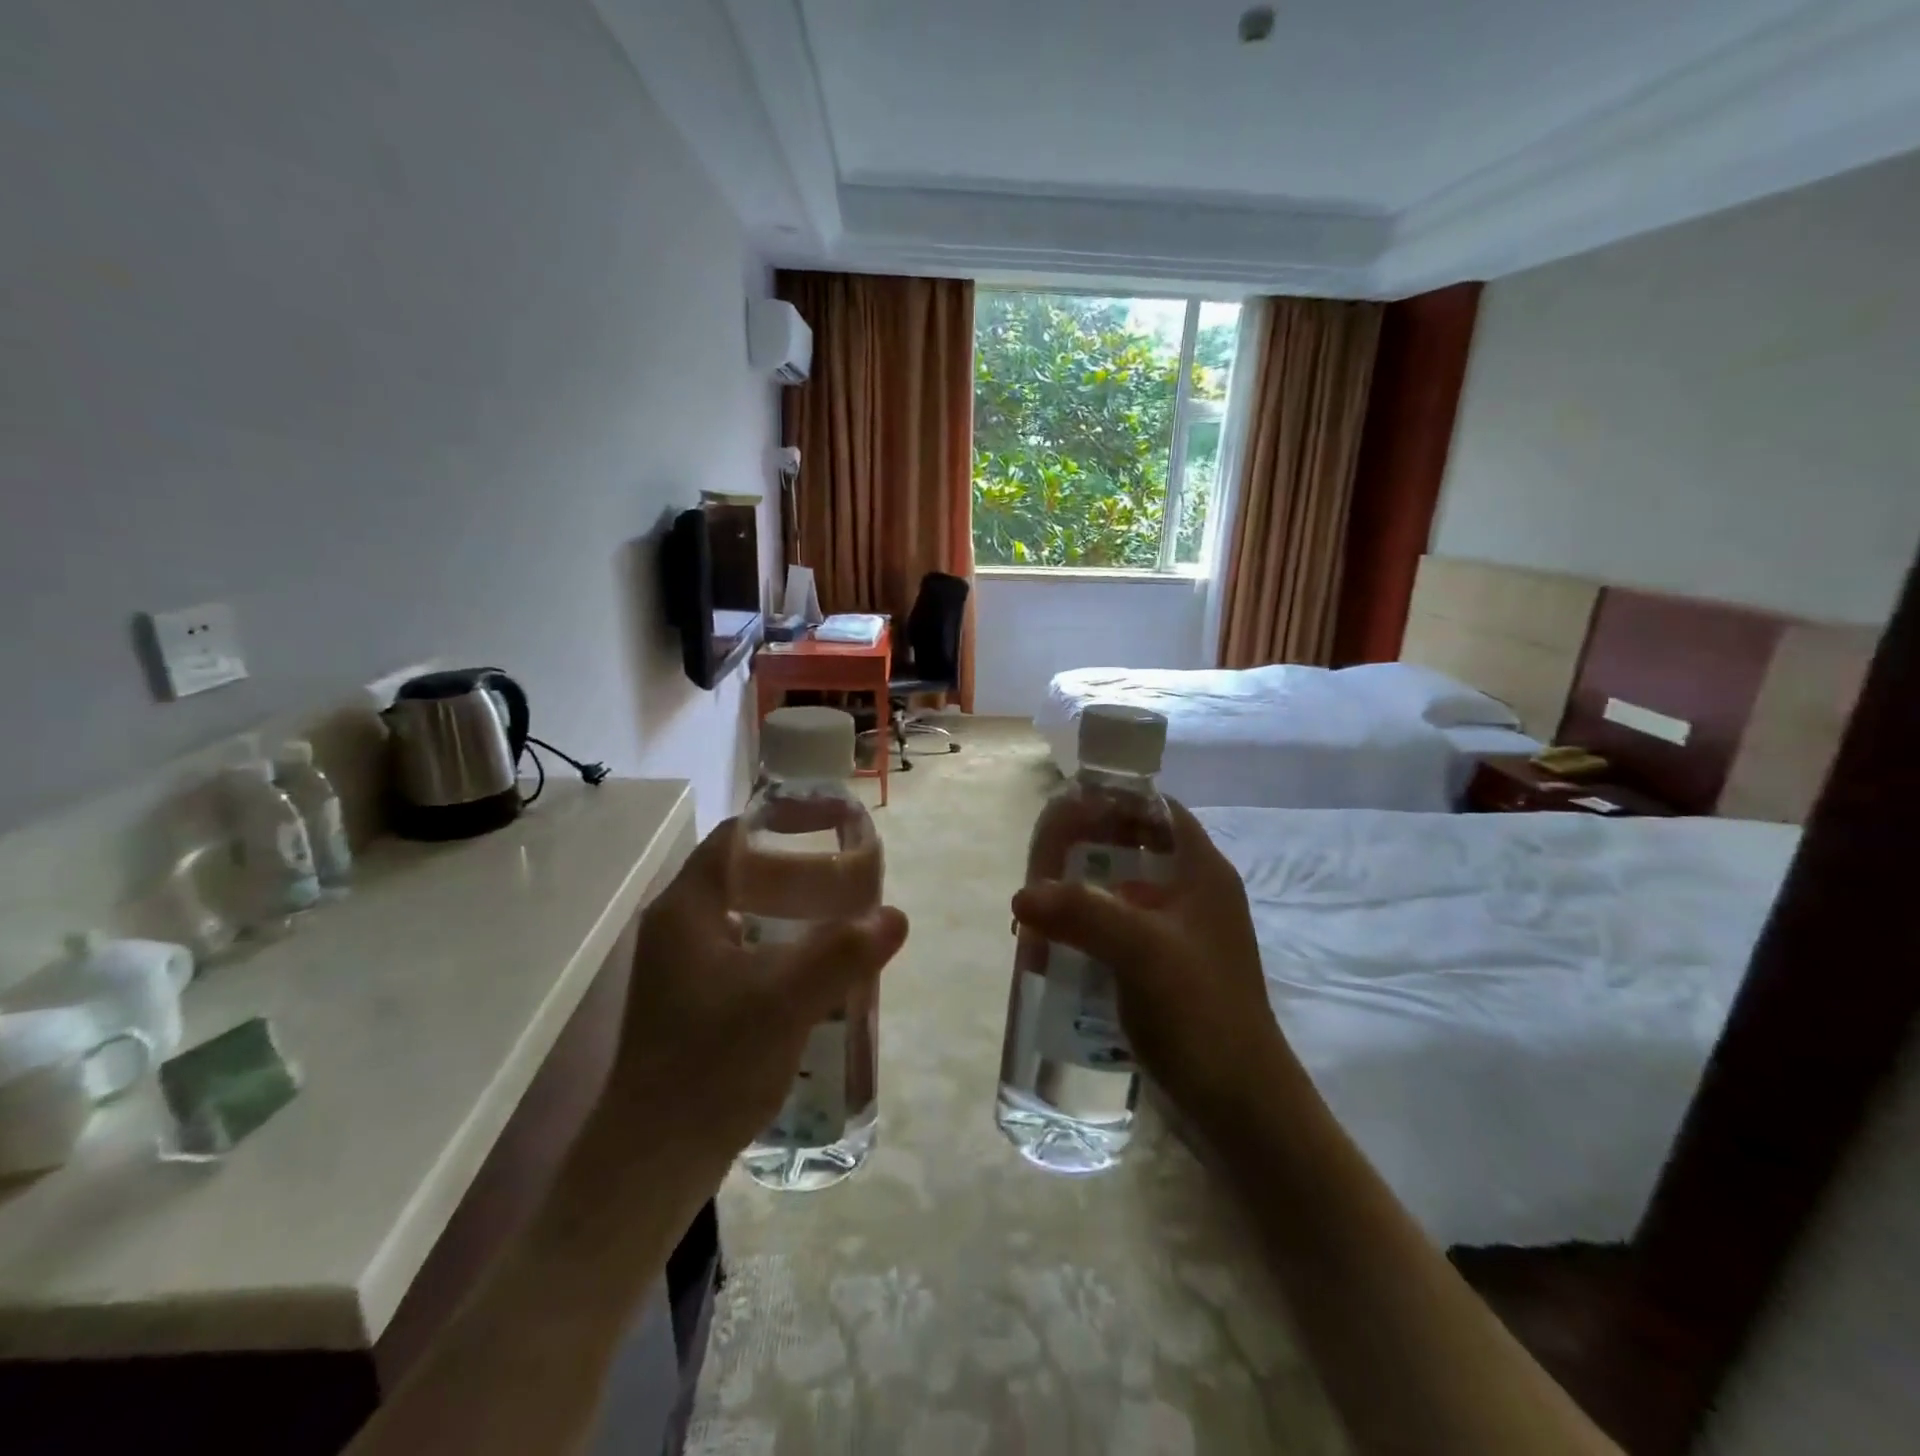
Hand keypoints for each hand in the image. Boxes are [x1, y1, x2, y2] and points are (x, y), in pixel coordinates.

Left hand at [601, 818, 908, 1178]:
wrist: (654, 1162)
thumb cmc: (711, 1065)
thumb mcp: (786, 1001)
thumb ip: (843, 953)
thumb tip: (896, 916)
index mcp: (686, 909)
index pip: (735, 837)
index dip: (783, 823)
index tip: (833, 828)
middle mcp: (678, 928)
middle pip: (743, 875)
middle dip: (798, 873)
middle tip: (850, 881)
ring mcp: (681, 968)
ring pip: (745, 917)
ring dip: (792, 914)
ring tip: (843, 921)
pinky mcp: (692, 1002)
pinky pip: (743, 953)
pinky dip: (780, 949)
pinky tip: (816, 973)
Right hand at [1010, 799, 1299, 1123]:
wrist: (1242, 1108)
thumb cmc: (1200, 1013)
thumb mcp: (1140, 951)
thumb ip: (1081, 914)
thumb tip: (1022, 895)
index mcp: (1203, 873)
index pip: (1158, 811)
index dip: (1115, 802)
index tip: (1067, 812)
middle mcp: (1196, 897)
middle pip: (1137, 851)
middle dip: (1088, 853)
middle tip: (1041, 865)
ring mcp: (1184, 938)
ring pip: (1126, 897)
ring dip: (1085, 898)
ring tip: (1040, 910)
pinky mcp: (1171, 974)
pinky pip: (1124, 936)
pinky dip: (1092, 934)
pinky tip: (1060, 952)